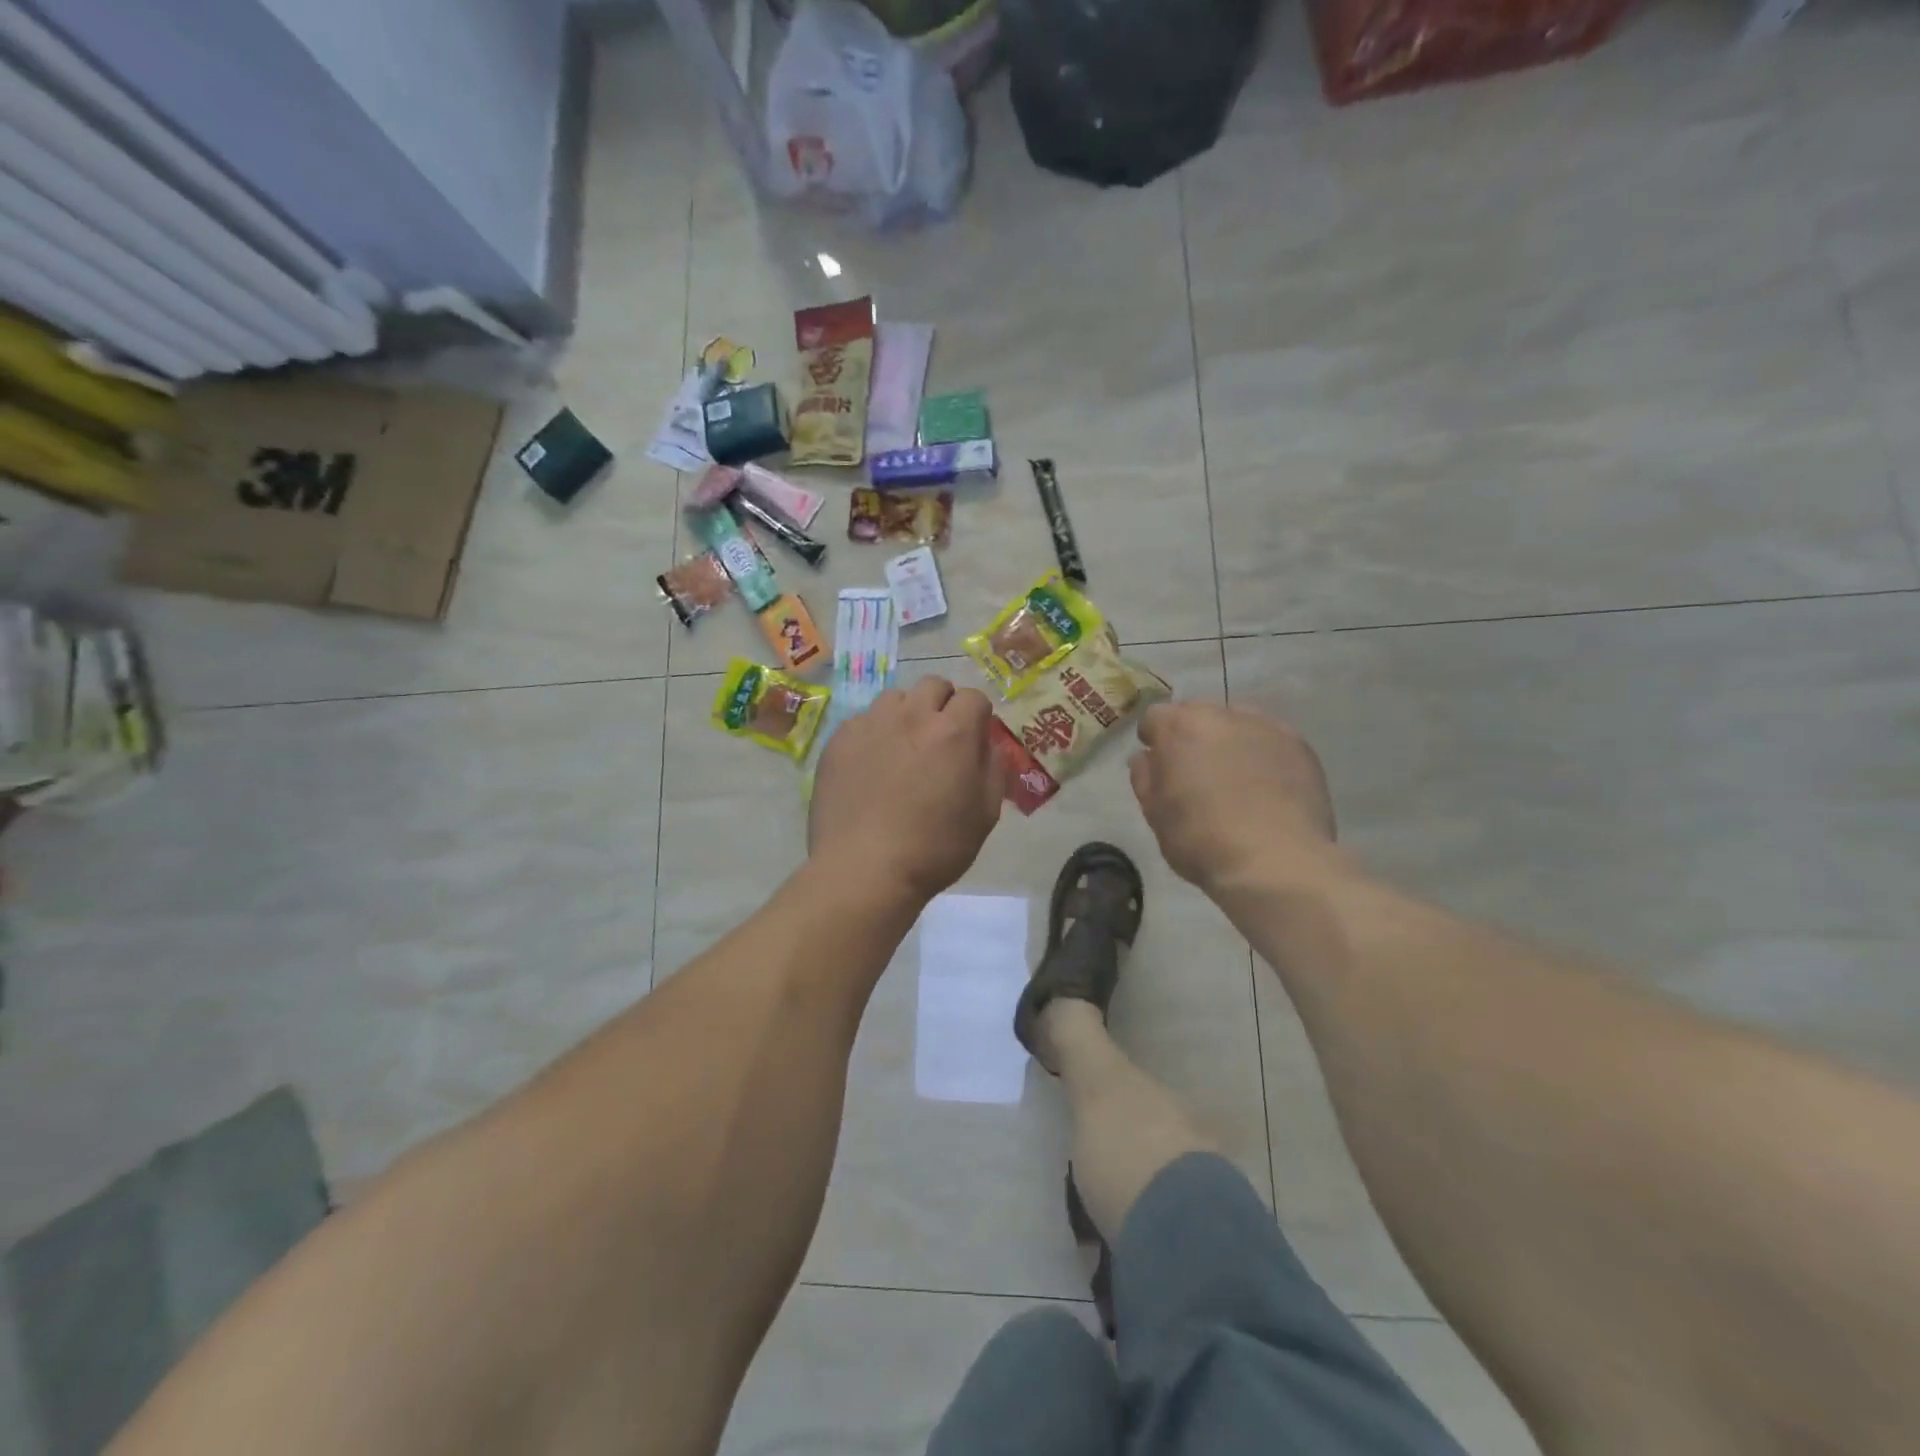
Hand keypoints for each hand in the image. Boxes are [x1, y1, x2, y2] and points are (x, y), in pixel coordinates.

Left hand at [809, 676, 1006, 903]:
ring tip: (902, 748)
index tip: (974, 738)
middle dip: (943, 704)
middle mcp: (911, 716)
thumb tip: (986, 744)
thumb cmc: (934, 848)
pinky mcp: (838, 741)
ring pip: (894, 698)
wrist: (864, 870)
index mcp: (952, 732)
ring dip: (906, 713)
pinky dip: (873, 734)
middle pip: (933, 685)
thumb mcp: (985, 814)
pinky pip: (862, 721)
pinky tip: (870, 766)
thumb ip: (993, 769)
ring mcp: (870, 725)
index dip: (978, 716)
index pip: (974, 697)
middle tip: (940, 738)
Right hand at [1130, 701, 1339, 891]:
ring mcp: (1267, 728)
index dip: (1153, 739)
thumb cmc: (1202, 840)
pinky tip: (1265, 785)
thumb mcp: (1156, 814)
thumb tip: (1147, 758)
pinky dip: (1261, 754)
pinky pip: (1270, 740)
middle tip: (1194, 771)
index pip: (1155, 716)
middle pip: (1198, 713)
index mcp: (1181, 728)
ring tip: (1233, 778)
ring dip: (1228, 741)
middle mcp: (1223, 716)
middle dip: (1191, 735)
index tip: (1157, 763)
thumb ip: (1145, 777)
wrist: (1276, 862)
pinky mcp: (1300, 747)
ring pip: (1237, 723)